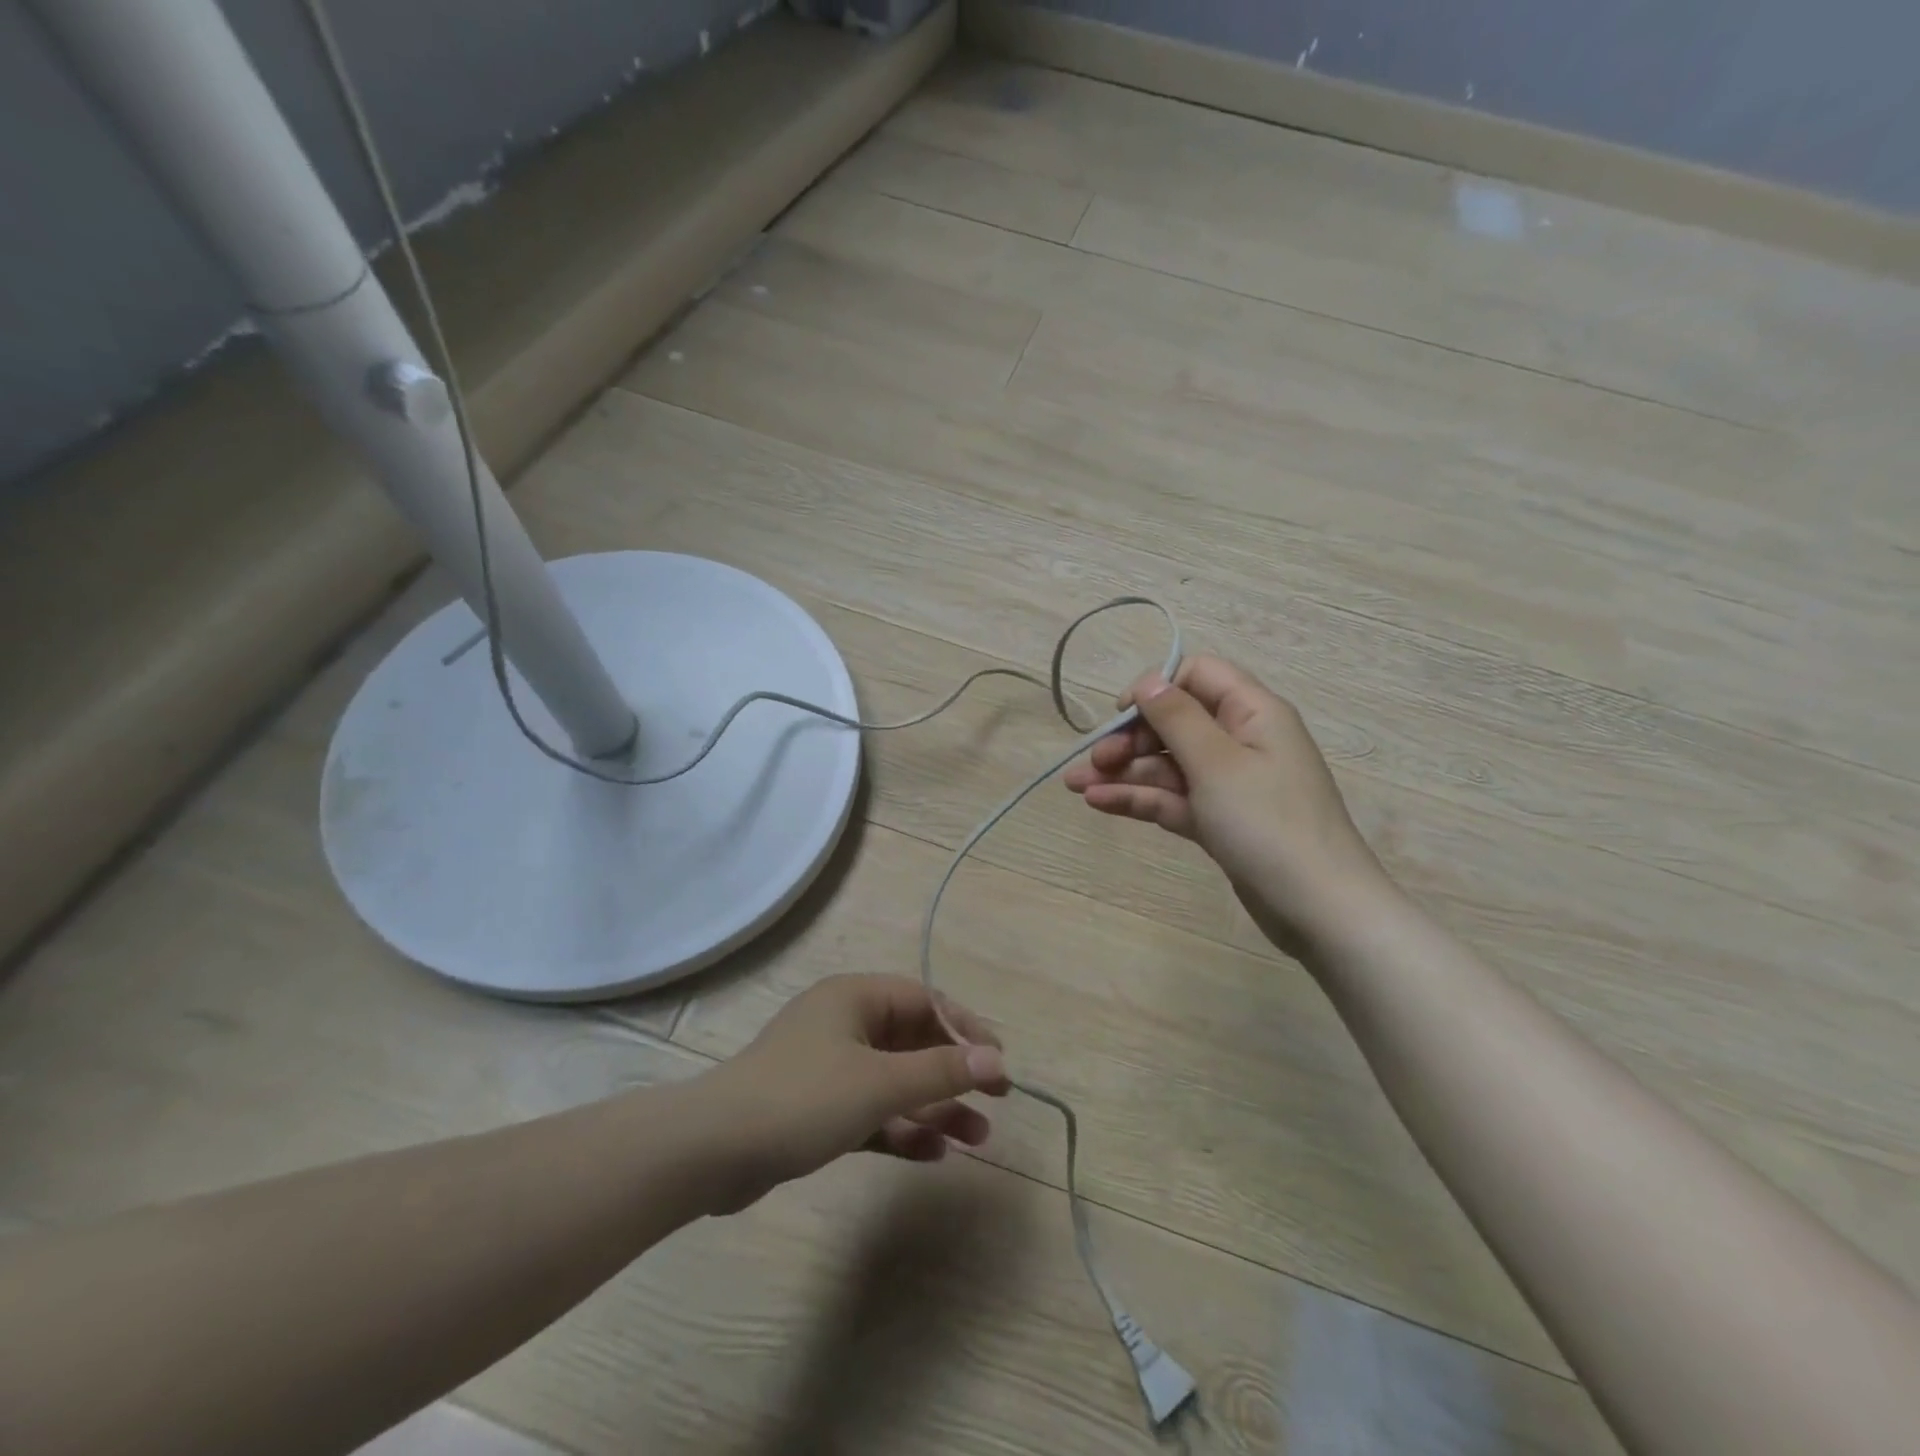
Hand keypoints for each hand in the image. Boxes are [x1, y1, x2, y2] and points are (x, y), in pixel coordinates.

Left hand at [694, 974, 1010, 1212]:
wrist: (713, 1151)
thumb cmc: (804, 1098)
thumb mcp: (880, 1083)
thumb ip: (941, 1070)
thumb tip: (996, 1059)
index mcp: (856, 998)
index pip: (926, 1001)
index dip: (967, 1030)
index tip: (999, 1065)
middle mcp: (844, 1023)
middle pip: (913, 1042)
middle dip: (954, 1075)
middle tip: (995, 1104)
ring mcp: (828, 1067)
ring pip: (894, 1081)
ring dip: (934, 1108)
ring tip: (977, 1140)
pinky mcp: (815, 1108)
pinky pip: (870, 1111)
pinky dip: (900, 1128)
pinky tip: (932, 1154)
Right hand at [1064, 655, 1387, 958]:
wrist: (1318, 909)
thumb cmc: (1268, 823)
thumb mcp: (1217, 763)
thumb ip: (1176, 717)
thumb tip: (1147, 680)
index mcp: (1252, 713)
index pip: (1198, 676)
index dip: (1156, 688)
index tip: (1121, 715)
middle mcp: (1240, 742)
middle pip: (1175, 724)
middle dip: (1130, 739)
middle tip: (1094, 761)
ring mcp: (1229, 785)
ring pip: (1167, 765)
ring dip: (1123, 772)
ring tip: (1075, 786)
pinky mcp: (1219, 821)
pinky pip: (1172, 799)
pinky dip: (1138, 799)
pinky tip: (1098, 803)